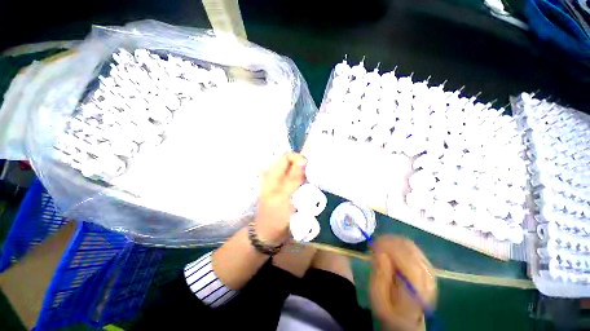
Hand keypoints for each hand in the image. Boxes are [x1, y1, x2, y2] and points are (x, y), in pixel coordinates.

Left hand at [255, 153, 306, 244]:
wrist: (269, 235)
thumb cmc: (274, 218)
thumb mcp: (284, 198)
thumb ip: (293, 179)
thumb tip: (303, 160)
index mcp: (273, 175)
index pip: (287, 157)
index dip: (299, 159)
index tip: (309, 170)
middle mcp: (278, 176)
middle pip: (293, 164)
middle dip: (304, 169)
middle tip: (311, 181)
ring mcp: (283, 183)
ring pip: (297, 173)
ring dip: (305, 177)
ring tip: (310, 187)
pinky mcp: (288, 190)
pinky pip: (299, 182)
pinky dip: (305, 184)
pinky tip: (308, 192)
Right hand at [370, 236, 436, 330]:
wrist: (407, 320)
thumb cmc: (390, 311)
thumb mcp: (379, 300)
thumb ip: (379, 278)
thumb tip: (380, 253)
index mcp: (416, 290)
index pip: (408, 261)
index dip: (389, 248)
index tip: (373, 245)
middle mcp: (427, 278)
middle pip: (410, 250)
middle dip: (389, 242)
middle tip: (374, 244)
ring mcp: (429, 272)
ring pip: (411, 246)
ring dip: (393, 241)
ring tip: (380, 245)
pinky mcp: (427, 267)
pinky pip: (413, 248)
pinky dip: (398, 244)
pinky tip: (389, 247)